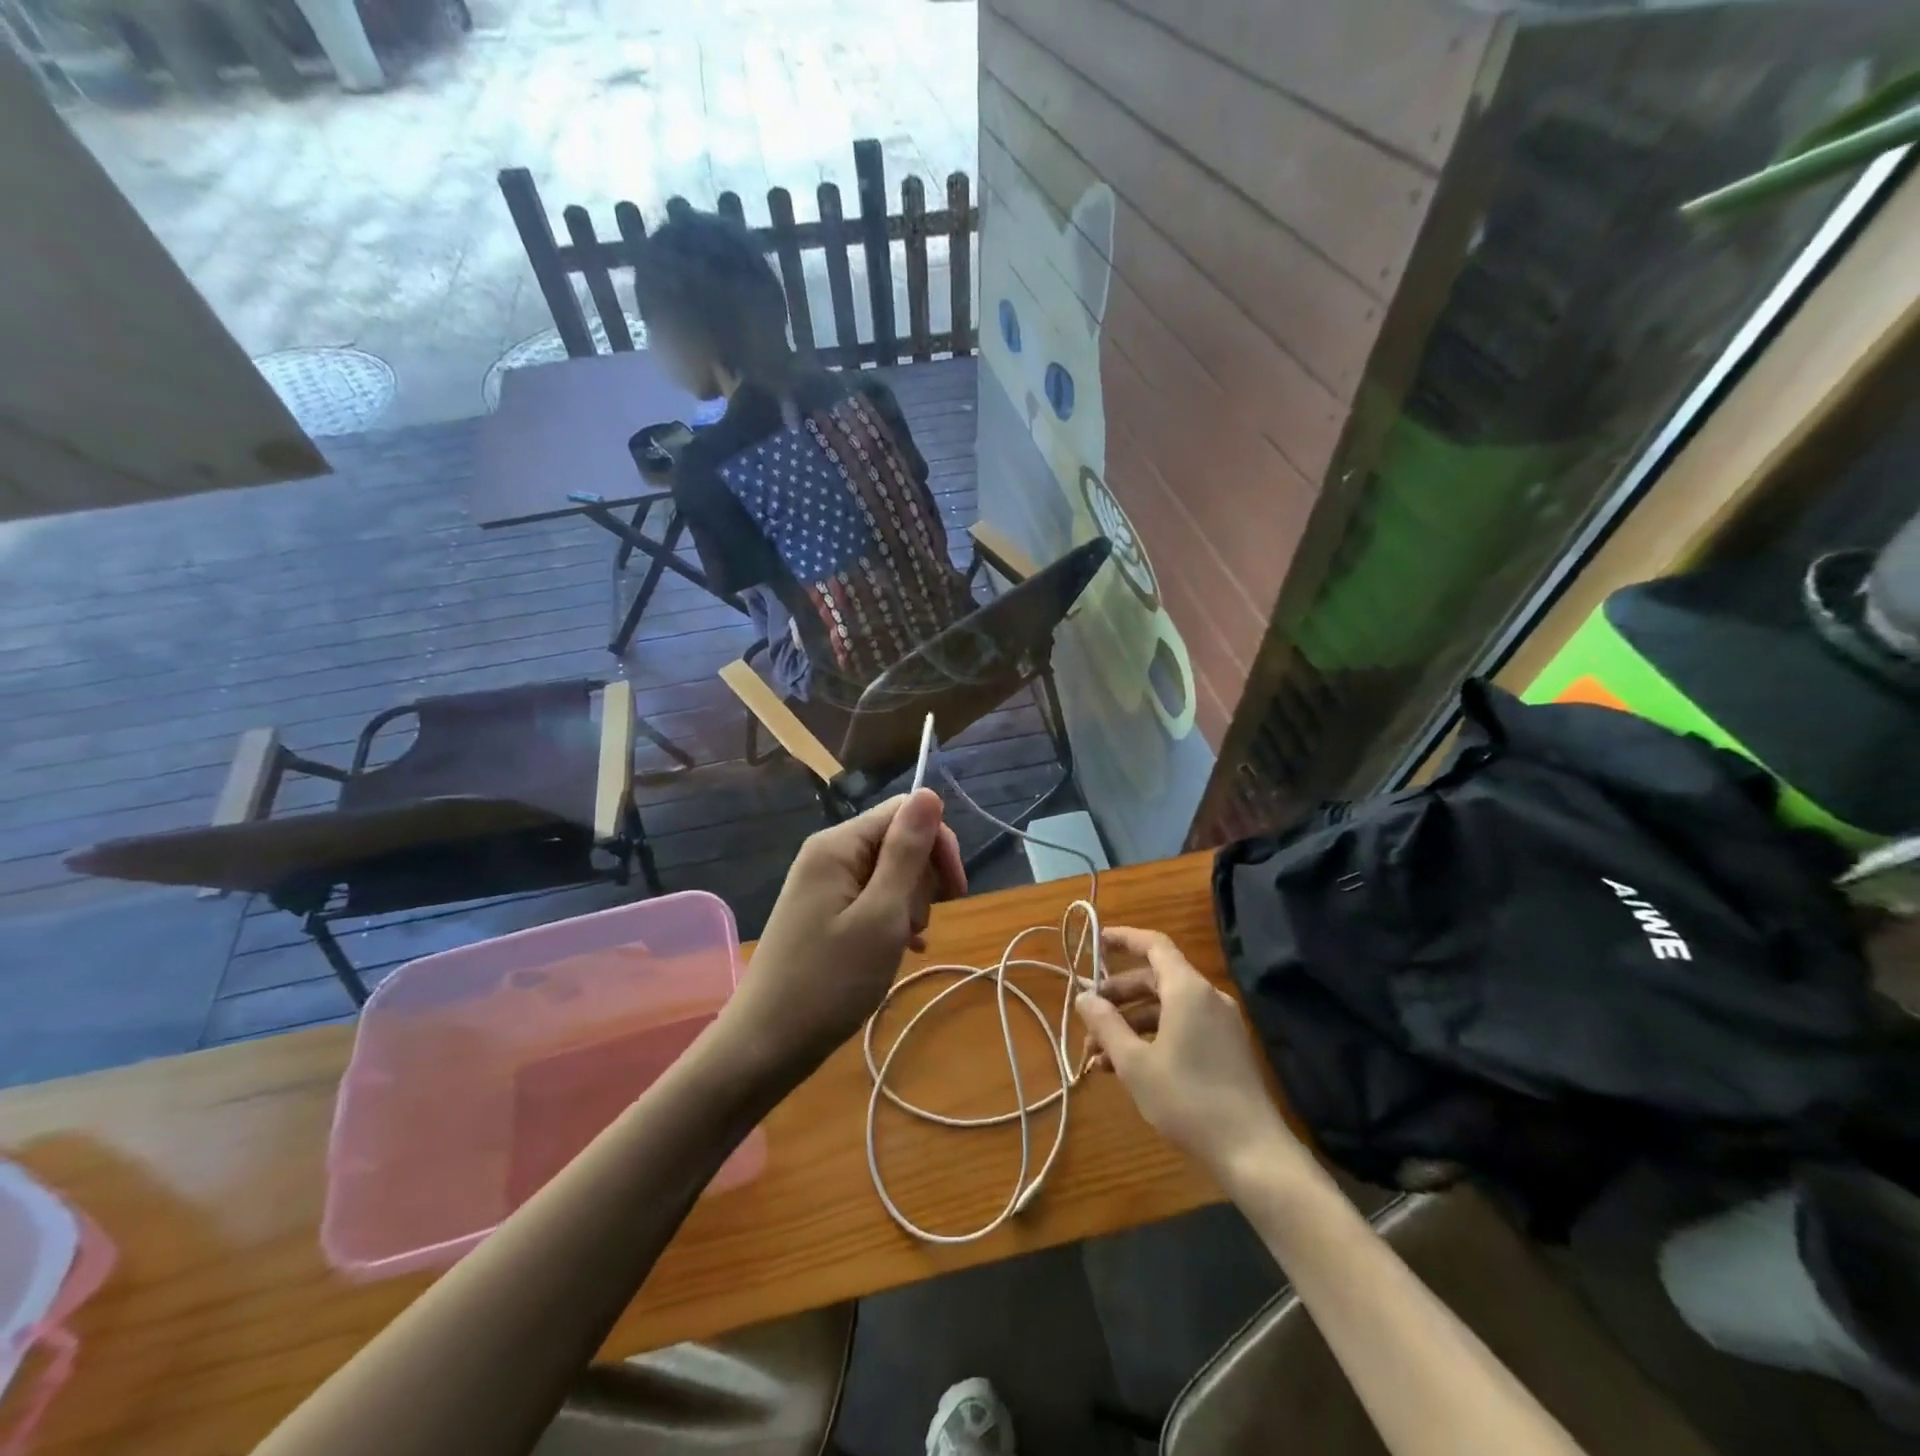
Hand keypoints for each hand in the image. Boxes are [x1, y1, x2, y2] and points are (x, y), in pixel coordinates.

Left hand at [722, 789, 964, 1077]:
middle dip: (921, 880)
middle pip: (897, 841)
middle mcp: (828, 854)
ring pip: (889, 873)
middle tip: (914, 927)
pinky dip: (892, 919)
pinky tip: (901, 950)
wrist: (766, 1044)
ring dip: (908, 904)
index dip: (937, 845)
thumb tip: (929, 792)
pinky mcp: (824, 911)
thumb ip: (906, 852)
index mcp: (838, 845)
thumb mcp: (881, 915)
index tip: (956, 893)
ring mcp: (823, 884)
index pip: (905, 812)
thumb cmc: (830, 981)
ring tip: (902, 944)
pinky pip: (871, 898)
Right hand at [1075, 927, 1303, 1178]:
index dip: (1123, 939)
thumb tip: (1084, 998)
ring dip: (1131, 1023)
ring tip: (1098, 1055)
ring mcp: (1220, 1024)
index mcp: (1187, 990)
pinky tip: (1127, 1069)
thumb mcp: (1135, 1063)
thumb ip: (1106, 1024)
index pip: (1153, 945)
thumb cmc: (1187, 1099)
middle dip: (1118, 996)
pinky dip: (1153, 1037)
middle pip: (1155, 979)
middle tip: (1088, 1017)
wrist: (1252, 1152)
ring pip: (1166, 1008)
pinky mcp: (1226, 1049)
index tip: (1095, 942)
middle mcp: (1207, 997)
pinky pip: (1182, 1028)